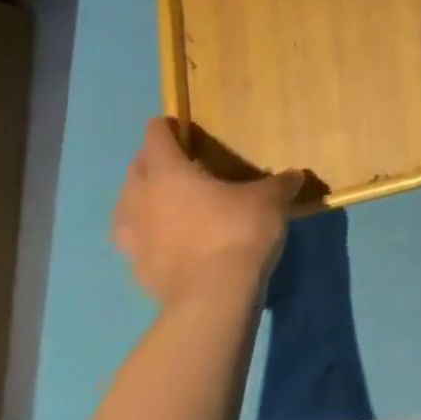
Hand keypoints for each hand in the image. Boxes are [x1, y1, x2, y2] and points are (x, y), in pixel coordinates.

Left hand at [113, 118, 305, 308]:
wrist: (214, 296)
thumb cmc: (238, 231)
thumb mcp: (271, 199)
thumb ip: (280, 183)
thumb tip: (295, 175)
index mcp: (169, 174)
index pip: (157, 140)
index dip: (163, 128)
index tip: (171, 123)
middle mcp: (142, 201)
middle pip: (136, 171)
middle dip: (150, 161)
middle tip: (173, 158)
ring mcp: (134, 238)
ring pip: (126, 207)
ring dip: (139, 197)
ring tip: (160, 197)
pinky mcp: (138, 269)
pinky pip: (135, 239)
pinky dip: (146, 231)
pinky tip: (166, 236)